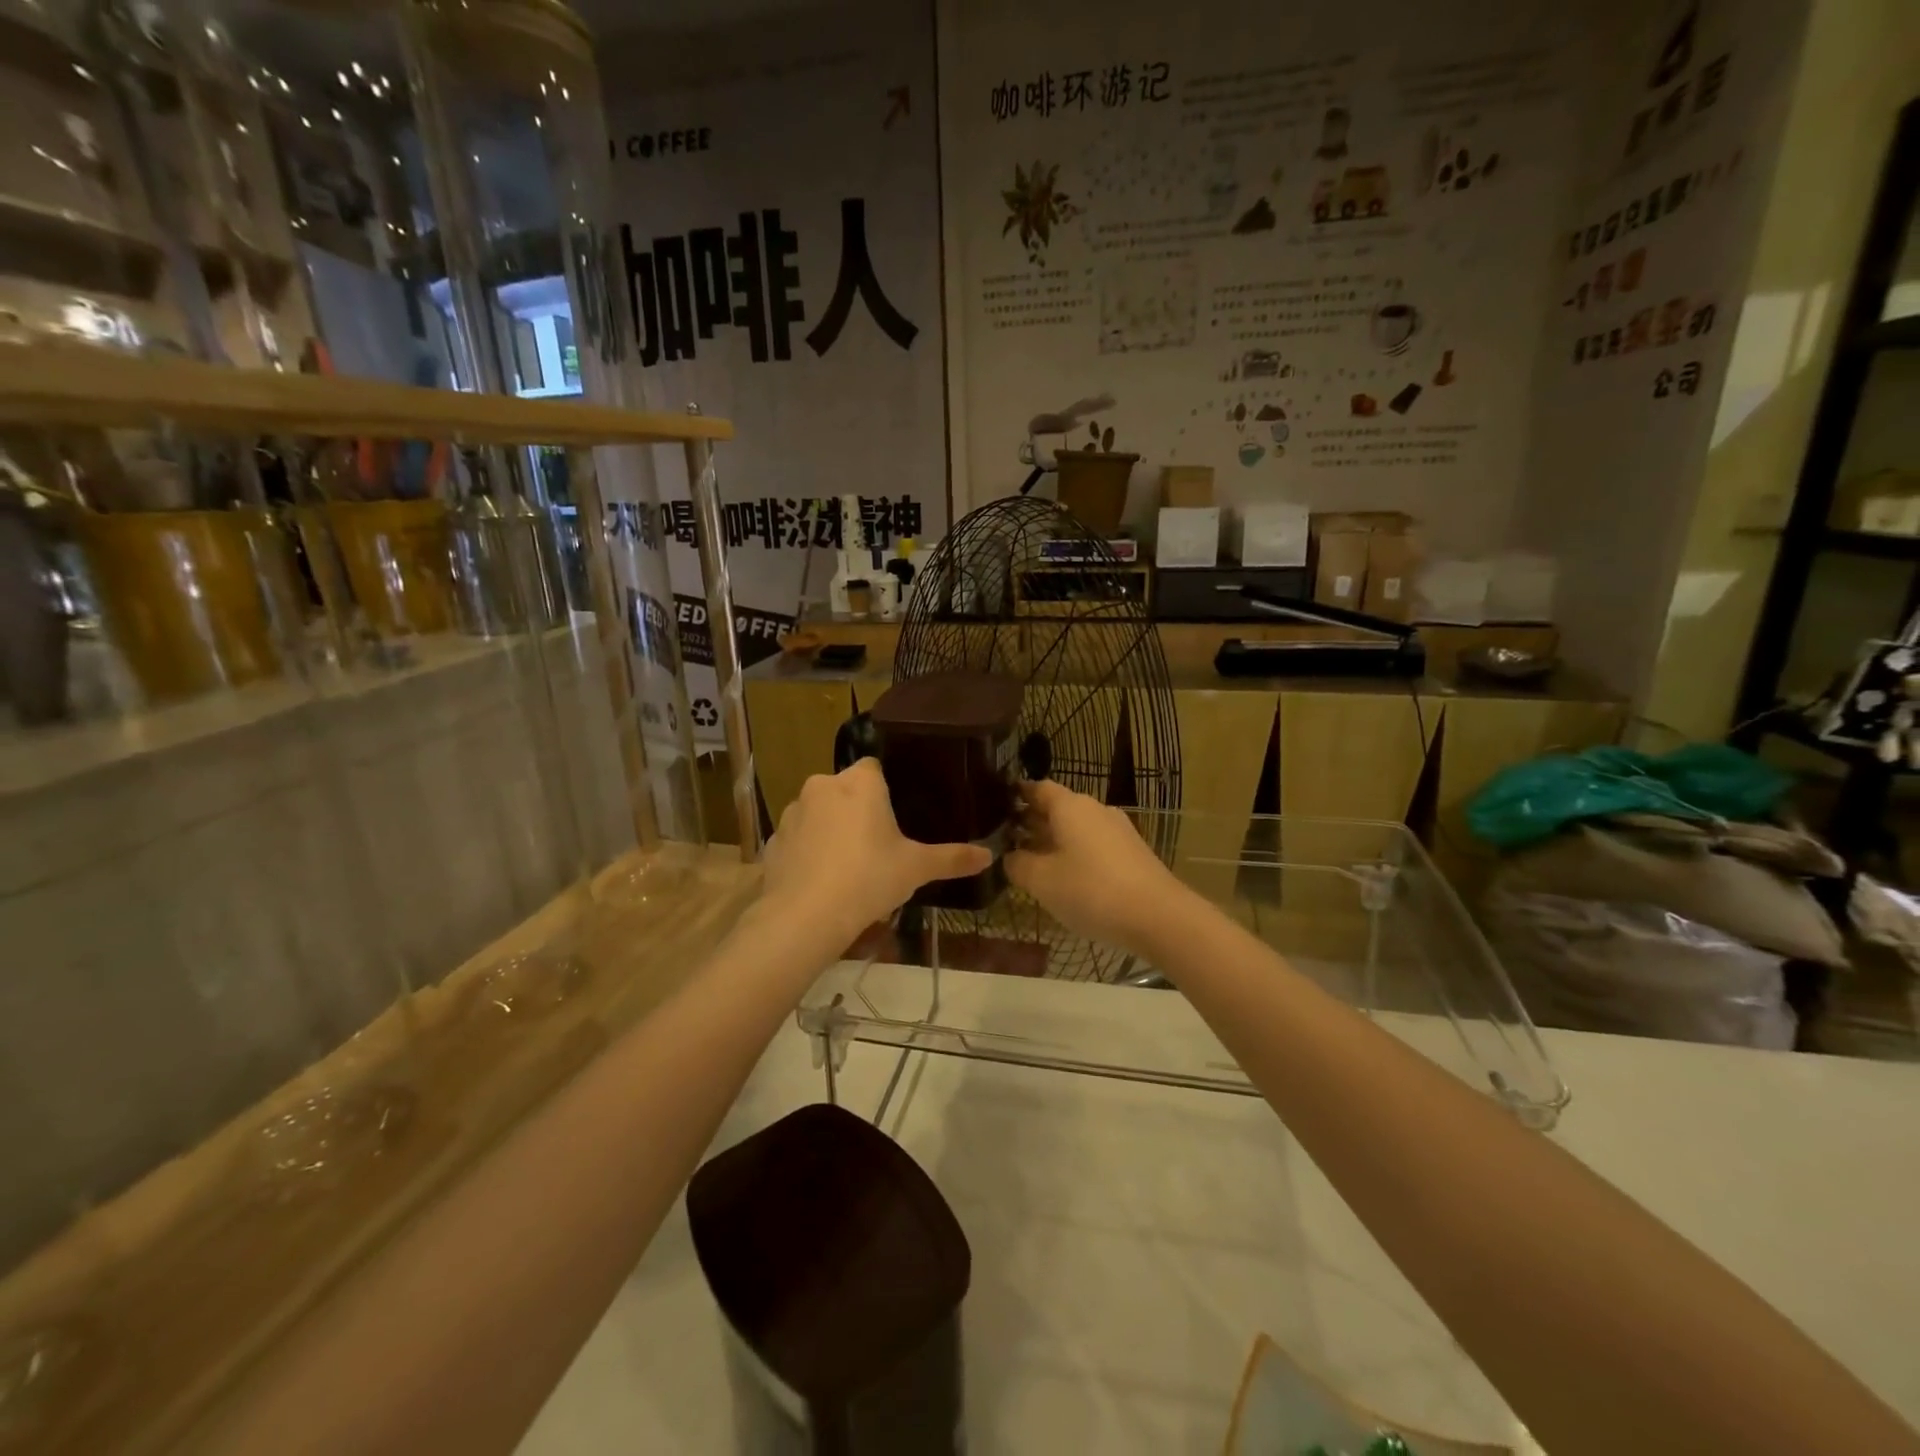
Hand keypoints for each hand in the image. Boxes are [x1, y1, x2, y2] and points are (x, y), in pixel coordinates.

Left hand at [760, 759, 991, 947]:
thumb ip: (952, 858)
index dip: (885, 790)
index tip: (895, 817)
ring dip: (831, 829)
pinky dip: (808, 852)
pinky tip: (820, 880)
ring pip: (819, 812)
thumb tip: (988, 856)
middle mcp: (822, 786)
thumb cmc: (868, 879)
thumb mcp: (916, 869)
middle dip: (858, 810)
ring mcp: (792, 812)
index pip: (874, 768)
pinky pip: (798, 838)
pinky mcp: (773, 840)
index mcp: (860, 783)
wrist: (805, 916)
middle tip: (877, 846)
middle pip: (846, 789)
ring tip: (848, 867)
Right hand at [1005, 779, 1194, 959]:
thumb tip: (1010, 856)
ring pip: (1076, 828)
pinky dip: (1075, 853)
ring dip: (1053, 840)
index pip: (1038, 788)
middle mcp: (1095, 809)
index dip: (1017, 794)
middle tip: (1006, 837)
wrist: (1159, 917)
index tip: (997, 805)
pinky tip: (1065, 877)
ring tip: (1031, 860)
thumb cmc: (1091, 890)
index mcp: (1070, 806)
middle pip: (1058, 807)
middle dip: (1032, 821)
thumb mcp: (1041, 881)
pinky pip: (1094, 845)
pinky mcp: (1132, 853)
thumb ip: (1018, 864)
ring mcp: (1118, 830)